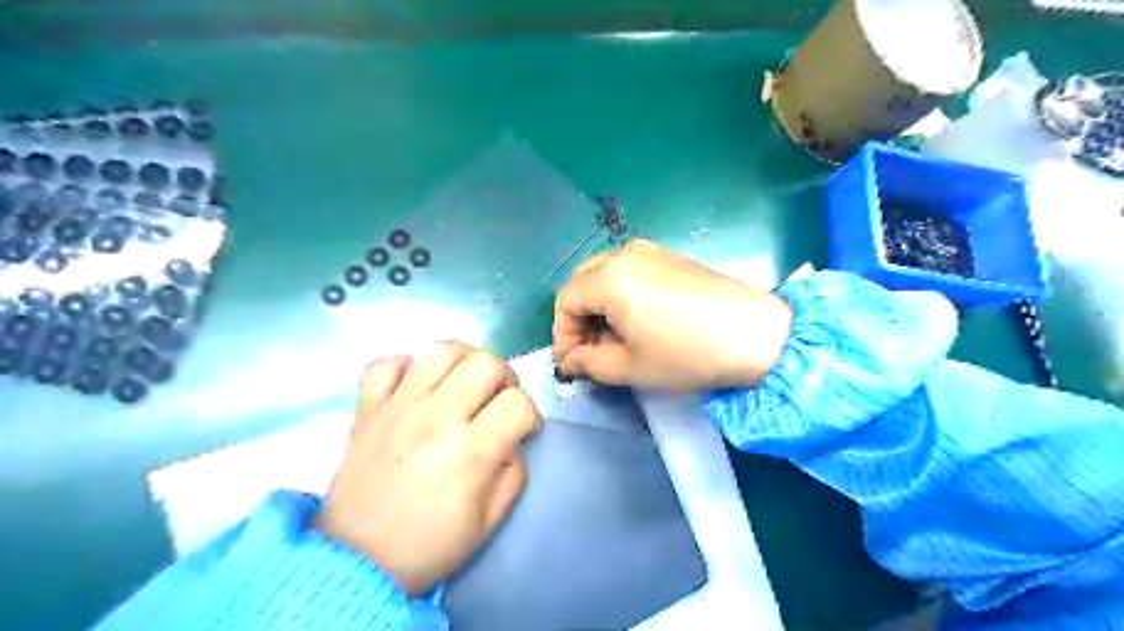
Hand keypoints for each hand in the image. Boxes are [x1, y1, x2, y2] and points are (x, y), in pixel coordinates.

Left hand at [316, 344, 545, 596]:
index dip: (530, 414)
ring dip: (464, 361)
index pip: (518, 403)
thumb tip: (512, 442)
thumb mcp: (490, 520)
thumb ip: (514, 473)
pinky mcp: (367, 408)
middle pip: (486, 364)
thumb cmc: (430, 545)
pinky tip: (415, 386)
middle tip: (497, 400)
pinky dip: (405, 367)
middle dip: (504, 378)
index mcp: (472, 450)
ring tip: (463, 382)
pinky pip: (386, 364)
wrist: (357, 562)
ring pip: (441, 351)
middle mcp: (437, 417)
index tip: (523, 429)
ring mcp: (398, 407)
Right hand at [553, 239, 788, 391]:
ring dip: (599, 307)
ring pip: (604, 275)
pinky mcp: (670, 256)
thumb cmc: (686, 354)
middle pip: (582, 282)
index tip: (572, 363)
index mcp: (609, 277)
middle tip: (591, 351)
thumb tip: (570, 361)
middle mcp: (624, 254)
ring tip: (615, 340)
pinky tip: (637, 322)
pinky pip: (629, 272)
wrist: (755, 335)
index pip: (565, 301)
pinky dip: (620, 295)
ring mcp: (650, 251)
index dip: (562, 334)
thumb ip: (588, 363)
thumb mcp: (630, 367)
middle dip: (579, 318)